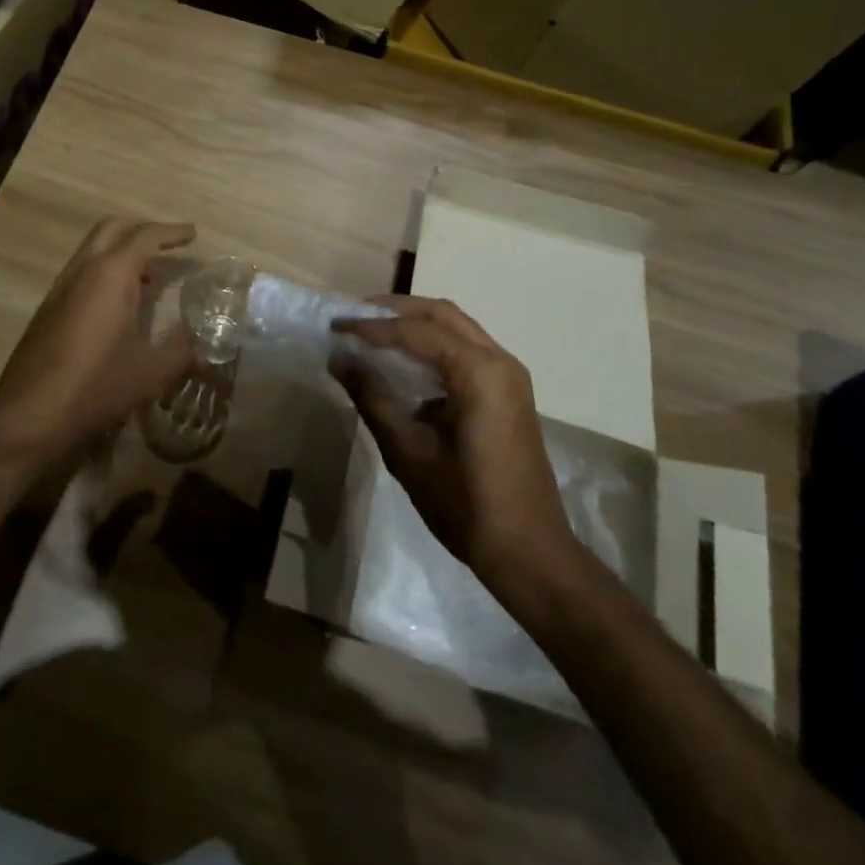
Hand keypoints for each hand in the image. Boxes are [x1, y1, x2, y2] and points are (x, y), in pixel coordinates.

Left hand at [0, 218, 197, 465]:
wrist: (27, 415)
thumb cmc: (95, 387)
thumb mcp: (150, 372)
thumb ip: (183, 350)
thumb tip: (207, 342)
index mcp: (111, 274)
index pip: (145, 236)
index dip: (172, 232)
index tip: (193, 234)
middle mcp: (83, 270)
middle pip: (114, 229)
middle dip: (143, 230)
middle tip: (170, 245)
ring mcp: (61, 287)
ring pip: (93, 248)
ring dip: (122, 249)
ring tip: (150, 274)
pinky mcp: (48, 307)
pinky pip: (82, 269)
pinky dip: (106, 269)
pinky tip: (120, 301)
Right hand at [331, 296, 574, 589]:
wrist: (529, 553)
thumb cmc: (465, 503)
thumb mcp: (408, 451)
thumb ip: (372, 397)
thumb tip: (339, 358)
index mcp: (479, 372)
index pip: (417, 331)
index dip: (372, 326)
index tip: (335, 326)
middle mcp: (499, 361)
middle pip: (442, 314)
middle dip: (395, 311)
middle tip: (354, 317)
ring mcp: (508, 376)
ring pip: (456, 327)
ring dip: (414, 324)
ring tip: (372, 332)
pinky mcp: (508, 392)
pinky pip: (466, 349)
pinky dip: (432, 344)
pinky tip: (404, 361)